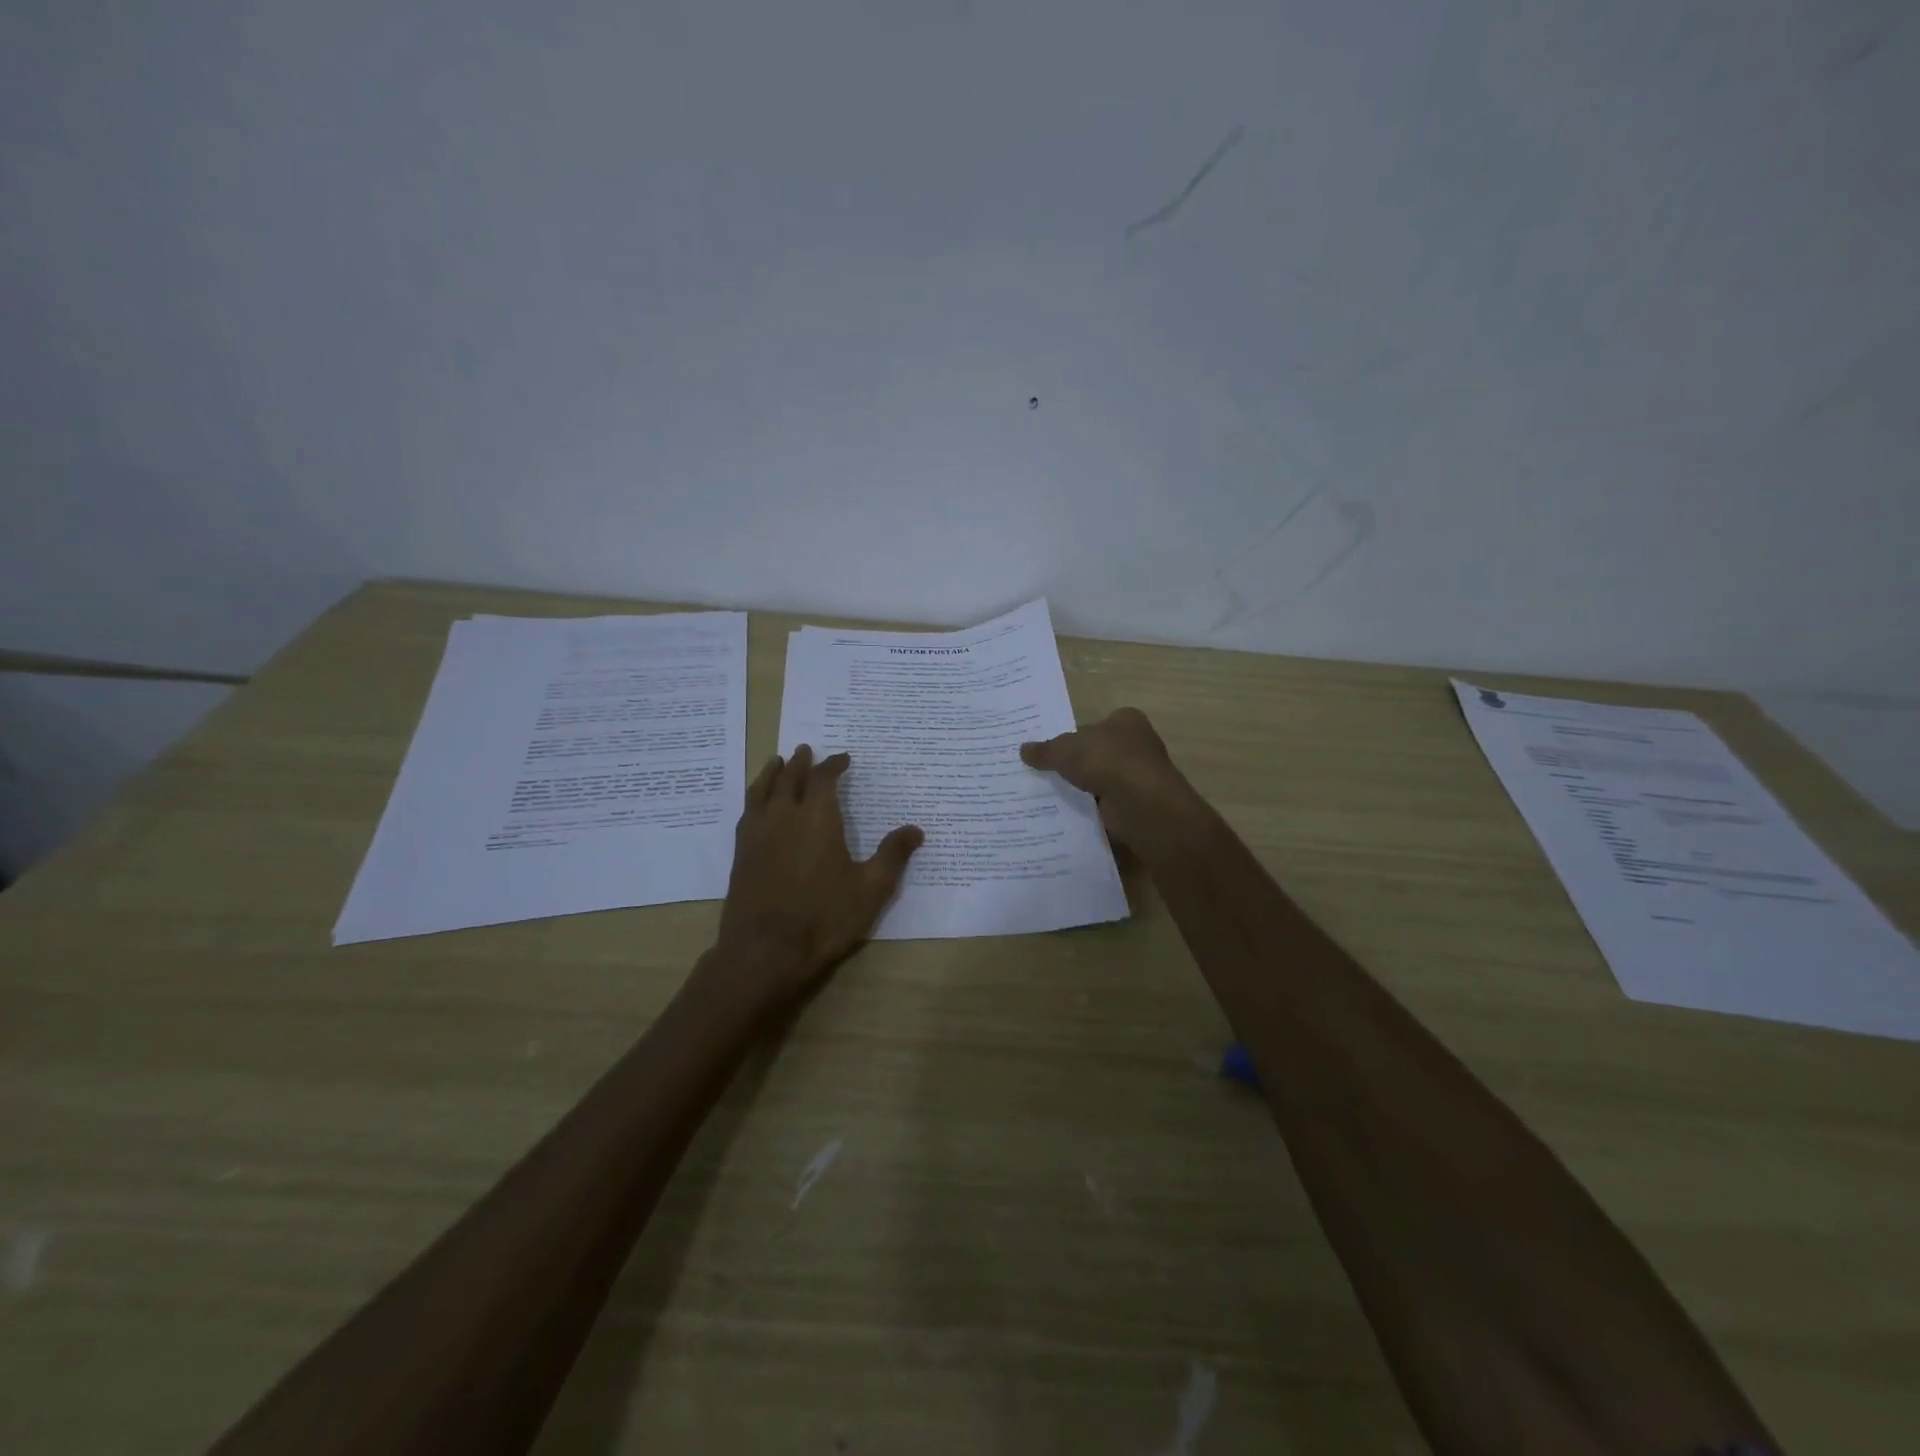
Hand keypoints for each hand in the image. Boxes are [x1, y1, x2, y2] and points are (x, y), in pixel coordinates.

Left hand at [707, 745, 922, 1010]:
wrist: (765, 951)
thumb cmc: (824, 918)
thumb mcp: (871, 889)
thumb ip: (893, 856)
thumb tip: (915, 829)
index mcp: (818, 818)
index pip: (824, 779)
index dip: (833, 765)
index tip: (843, 758)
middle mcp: (784, 816)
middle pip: (790, 778)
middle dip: (801, 762)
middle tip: (807, 750)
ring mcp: (758, 834)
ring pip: (762, 790)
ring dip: (772, 773)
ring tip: (777, 763)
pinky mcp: (741, 854)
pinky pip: (748, 812)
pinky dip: (755, 797)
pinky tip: (757, 805)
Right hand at [1019, 707, 1194, 847]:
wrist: (1139, 802)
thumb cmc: (1106, 760)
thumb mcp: (1064, 750)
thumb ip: (1045, 750)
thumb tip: (1023, 750)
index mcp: (1126, 720)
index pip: (1096, 724)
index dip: (1075, 735)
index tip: (1053, 749)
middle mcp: (1138, 744)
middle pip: (1100, 751)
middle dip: (1078, 762)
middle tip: (1047, 772)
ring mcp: (1140, 775)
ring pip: (1103, 778)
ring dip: (1085, 787)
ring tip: (1053, 795)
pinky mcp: (1137, 803)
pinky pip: (1107, 803)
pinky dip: (1093, 808)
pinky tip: (1071, 813)